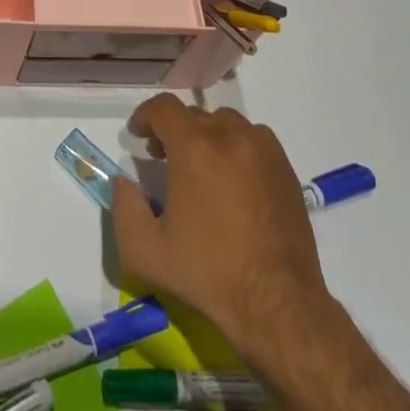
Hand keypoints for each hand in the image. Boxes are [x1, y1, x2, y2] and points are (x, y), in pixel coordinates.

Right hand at [109, 94, 328, 355]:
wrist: (276, 303)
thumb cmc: (207, 273)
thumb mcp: (144, 250)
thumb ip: (124, 207)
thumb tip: (124, 181)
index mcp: (194, 148)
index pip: (163, 107)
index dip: (145, 116)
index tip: (139, 136)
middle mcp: (230, 136)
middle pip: (194, 114)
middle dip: (174, 130)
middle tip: (164, 158)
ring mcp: (263, 150)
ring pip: (226, 123)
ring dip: (207, 135)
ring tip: (201, 167)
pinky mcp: (285, 168)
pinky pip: (253, 139)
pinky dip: (236, 147)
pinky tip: (233, 180)